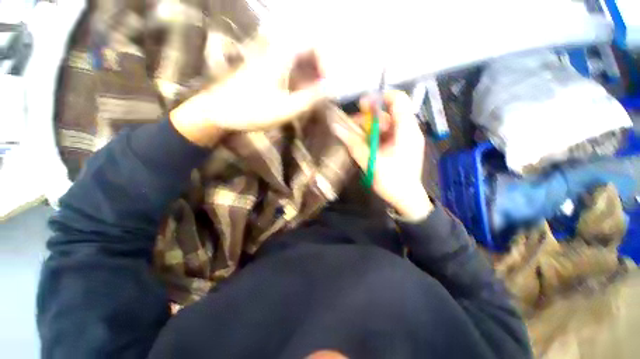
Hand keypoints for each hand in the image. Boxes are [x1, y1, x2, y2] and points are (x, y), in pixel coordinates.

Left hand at [171, 47, 326, 146]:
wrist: (218, 112)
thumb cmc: (252, 111)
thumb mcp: (286, 109)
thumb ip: (310, 98)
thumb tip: (330, 90)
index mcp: (280, 56)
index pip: (312, 42)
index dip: (325, 60)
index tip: (327, 82)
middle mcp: (274, 51)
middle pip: (305, 48)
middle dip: (319, 68)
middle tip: (322, 88)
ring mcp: (268, 60)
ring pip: (297, 58)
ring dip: (309, 73)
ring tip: (313, 93)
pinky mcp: (263, 69)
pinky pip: (288, 67)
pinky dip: (299, 78)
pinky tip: (299, 93)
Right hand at [331, 90, 432, 219]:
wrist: (406, 200)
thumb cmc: (392, 182)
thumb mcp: (371, 162)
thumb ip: (354, 144)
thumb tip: (336, 127)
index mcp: (406, 131)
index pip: (398, 100)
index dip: (380, 98)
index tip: (361, 106)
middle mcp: (406, 131)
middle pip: (386, 115)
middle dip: (366, 119)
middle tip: (348, 127)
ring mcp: (402, 139)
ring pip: (383, 126)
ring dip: (366, 130)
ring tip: (351, 138)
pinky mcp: (398, 147)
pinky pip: (383, 136)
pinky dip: (371, 138)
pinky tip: (361, 145)